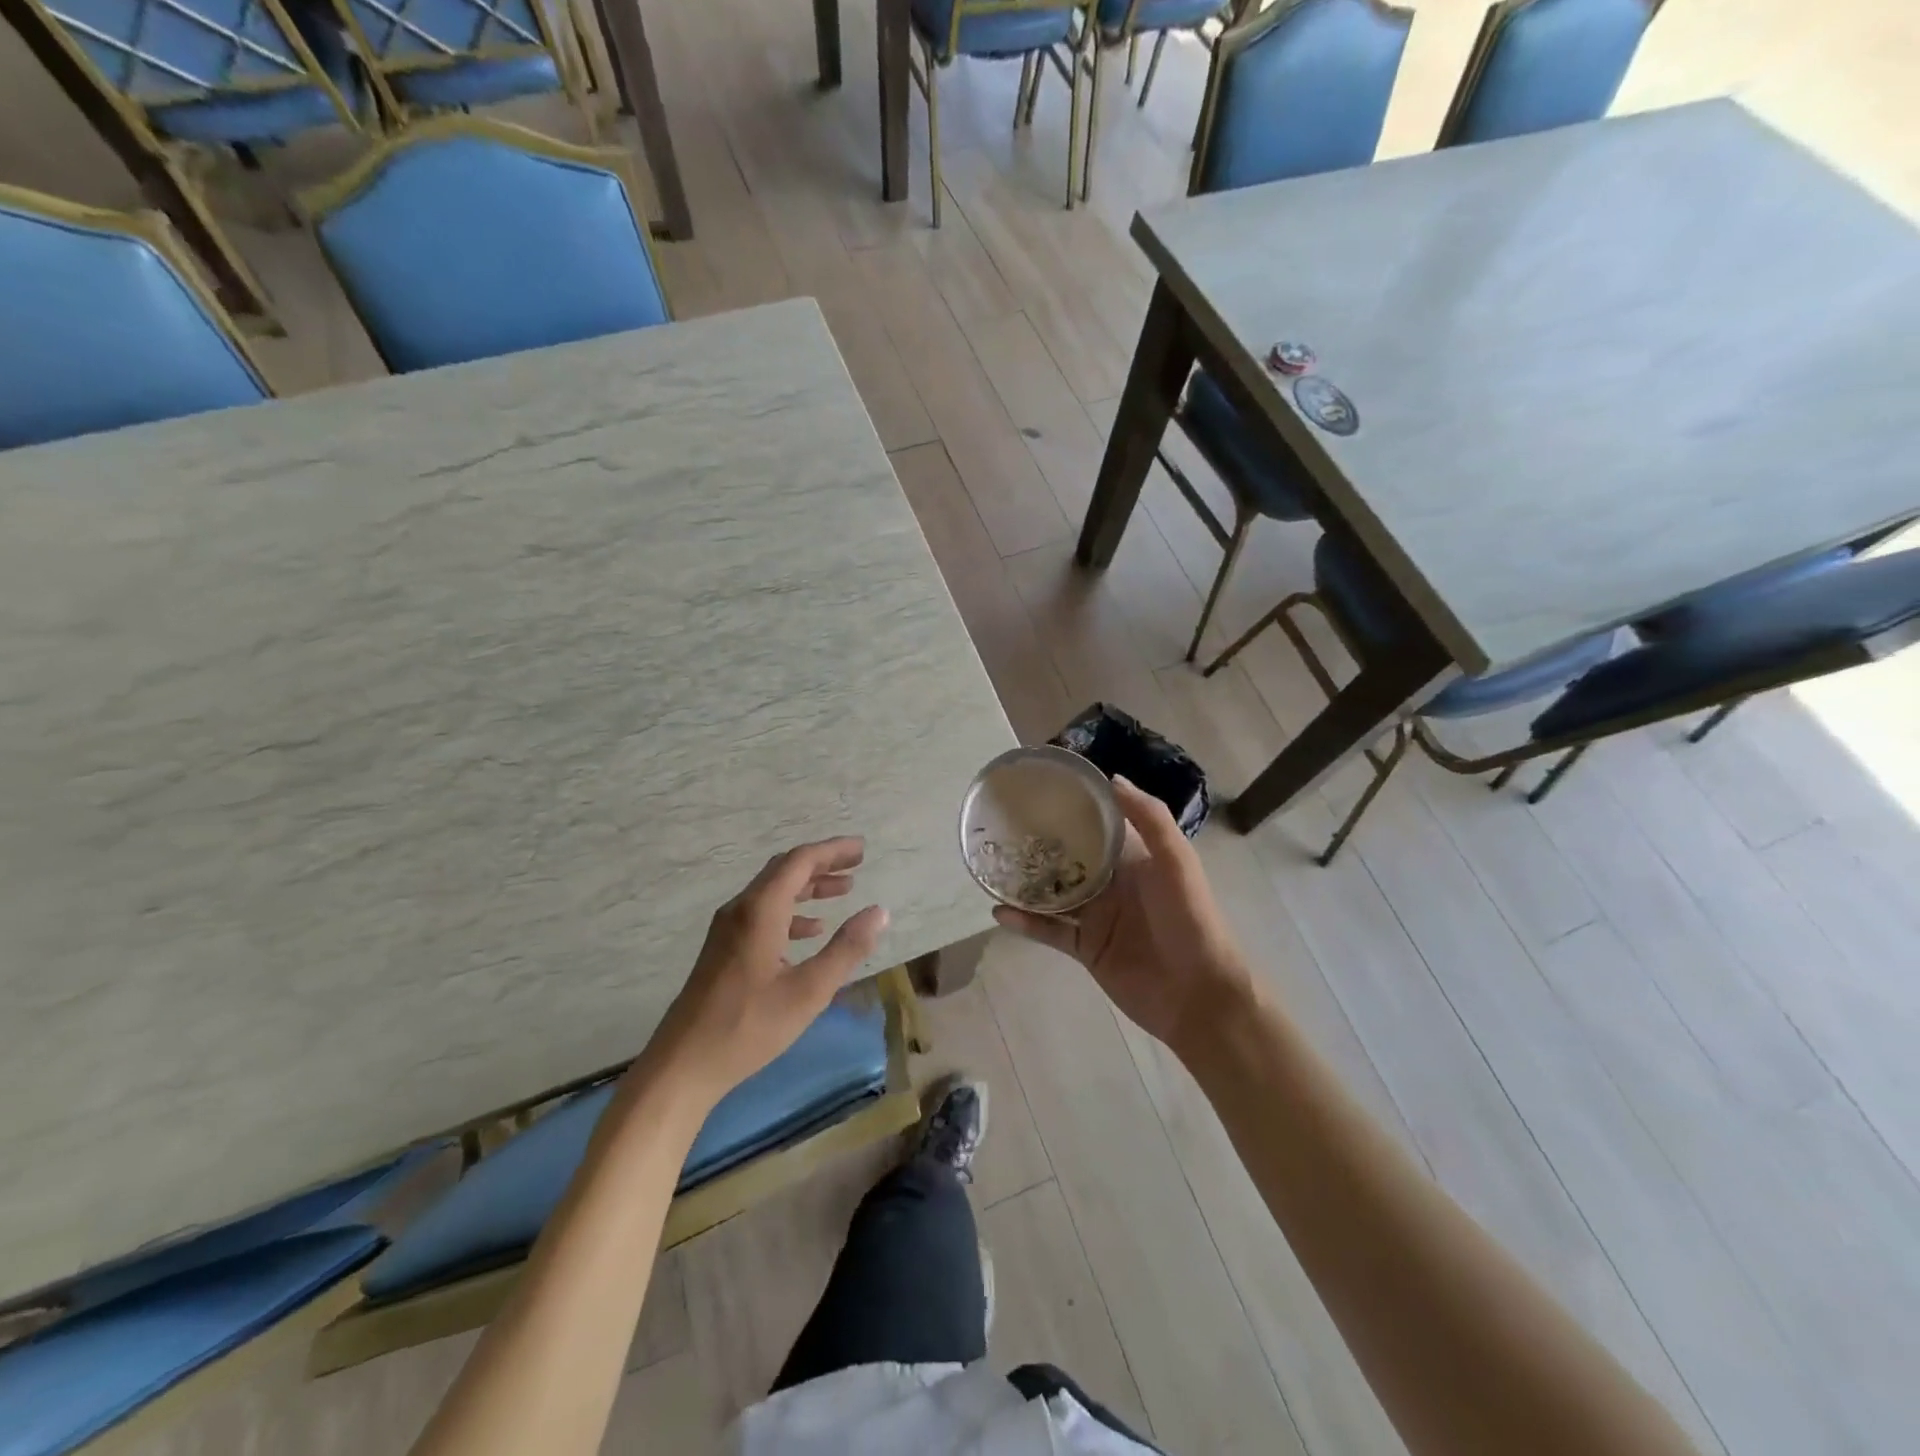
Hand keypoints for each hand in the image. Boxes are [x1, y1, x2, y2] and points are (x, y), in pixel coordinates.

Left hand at [648, 839, 887, 1111]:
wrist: (682, 1065)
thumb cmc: (749, 1026)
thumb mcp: (808, 991)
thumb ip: (846, 948)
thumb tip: (879, 911)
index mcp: (760, 910)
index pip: (800, 861)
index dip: (833, 851)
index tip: (861, 848)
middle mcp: (741, 910)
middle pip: (785, 870)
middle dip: (822, 864)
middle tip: (857, 865)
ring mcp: (728, 929)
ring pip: (773, 892)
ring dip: (808, 887)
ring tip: (843, 891)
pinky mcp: (723, 949)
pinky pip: (763, 913)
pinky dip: (792, 911)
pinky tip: (811, 931)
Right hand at [994, 778, 1250, 1051]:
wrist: (1198, 995)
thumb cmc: (1191, 920)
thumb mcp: (1177, 862)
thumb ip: (1149, 819)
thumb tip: (1112, 778)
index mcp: (1134, 858)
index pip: (1100, 825)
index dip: (1075, 807)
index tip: (1041, 788)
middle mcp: (1112, 883)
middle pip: (1069, 858)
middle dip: (1040, 844)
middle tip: (1001, 825)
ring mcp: (1096, 918)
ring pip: (1053, 894)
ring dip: (1026, 883)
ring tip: (991, 865)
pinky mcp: (1085, 949)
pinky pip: (1049, 932)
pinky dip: (1026, 923)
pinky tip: (999, 910)